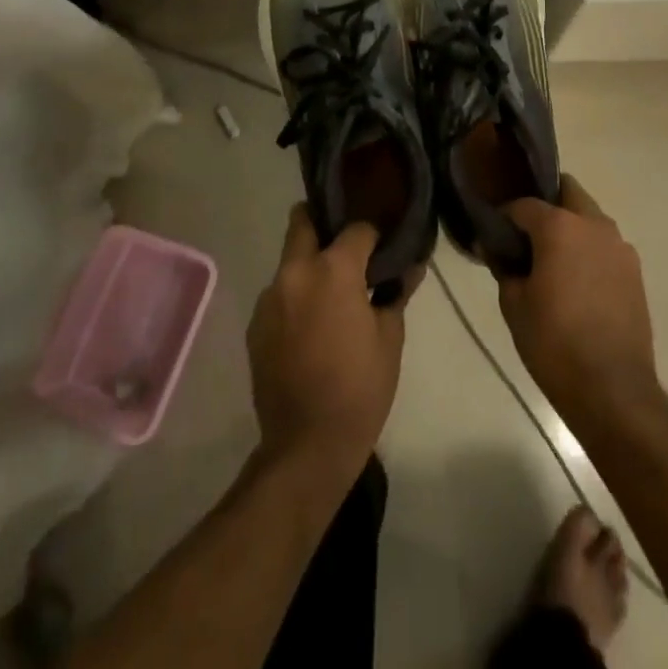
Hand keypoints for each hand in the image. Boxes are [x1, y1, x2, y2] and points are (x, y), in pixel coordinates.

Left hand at [246, 206, 407, 484]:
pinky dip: (296, 296)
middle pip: (303, 223)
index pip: (356, 229)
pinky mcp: (256, 325)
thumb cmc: (360, 387)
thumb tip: (411, 266)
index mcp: (333, 270)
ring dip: (309, 265)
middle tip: (346, 245)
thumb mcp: (390, 337)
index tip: (382, 249)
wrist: (307, 445)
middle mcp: (295, 273)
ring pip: (290, 261)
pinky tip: (311, 325)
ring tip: (331, 294)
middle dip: (323, 223)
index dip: (373, 236)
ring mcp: (270, 299)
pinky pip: (279, 294)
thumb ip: (397, 293)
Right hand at [499, 177, 658, 426]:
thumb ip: (504, 267)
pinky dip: (588, 249)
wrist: (613, 389)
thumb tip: (494, 248)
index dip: (505, 216)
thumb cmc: (554, 343)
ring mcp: (619, 246)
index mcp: (560, 226)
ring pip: (590, 217)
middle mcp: (594, 224)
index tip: (494, 233)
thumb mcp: (514, 304)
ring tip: (552, 259)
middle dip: (546, 205)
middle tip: (526, 235)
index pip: (525, 205)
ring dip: (570, 226)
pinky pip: (605, 244)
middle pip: (567, 193)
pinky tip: (576, 280)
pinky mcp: (634, 270)